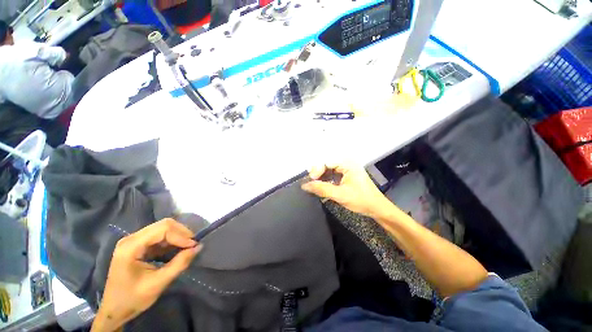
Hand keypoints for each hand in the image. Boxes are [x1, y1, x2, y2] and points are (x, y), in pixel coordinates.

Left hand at [91, 219, 201, 331]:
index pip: (163, 229)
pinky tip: (177, 250)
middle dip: (181, 233)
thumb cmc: (133, 299)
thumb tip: (198, 247)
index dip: (181, 235)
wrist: (114, 310)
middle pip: (164, 225)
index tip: (194, 246)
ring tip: (187, 248)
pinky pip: (160, 236)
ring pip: (163, 229)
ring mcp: (134, 240)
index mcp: (131, 246)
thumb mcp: (158, 283)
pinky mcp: (139, 245)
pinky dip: (172, 241)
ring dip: (178, 236)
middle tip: (193, 245)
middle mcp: (132, 238)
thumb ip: (179, 264)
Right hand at [301, 163, 391, 218]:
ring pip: (328, 169)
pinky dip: (326, 180)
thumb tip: (304, 185)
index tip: (311, 181)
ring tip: (314, 186)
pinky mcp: (346, 175)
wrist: (377, 208)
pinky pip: (332, 174)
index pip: (326, 162)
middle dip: (317, 173)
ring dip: (321, 177)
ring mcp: (347, 169)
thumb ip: (322, 189)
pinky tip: (322, 187)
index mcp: (347, 164)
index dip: (316, 170)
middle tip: (311, 183)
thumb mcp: (340, 195)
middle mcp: (347, 163)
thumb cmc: (361, 200)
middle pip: (326, 164)